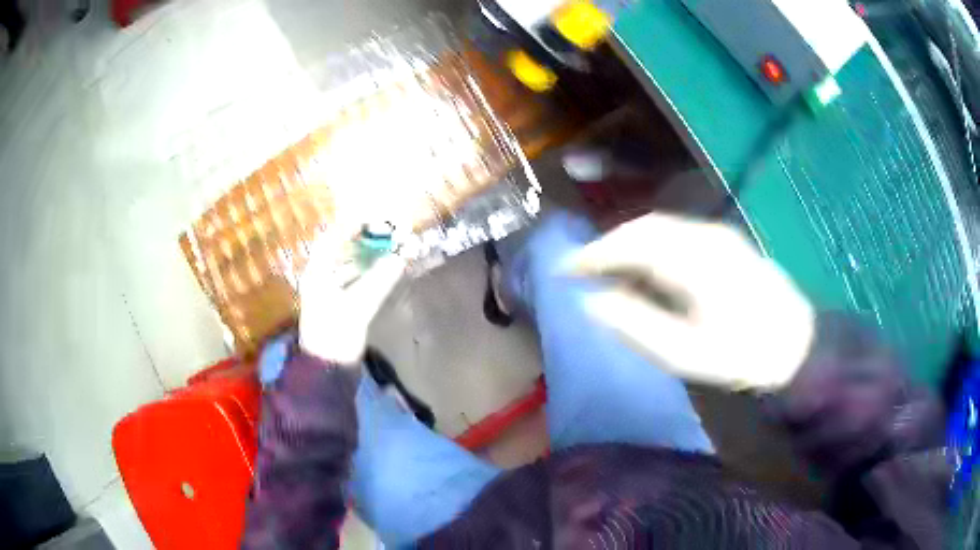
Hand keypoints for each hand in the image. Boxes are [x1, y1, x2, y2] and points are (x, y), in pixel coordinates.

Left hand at [299, 233, 405, 364]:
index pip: (332, 238)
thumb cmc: (335, 335)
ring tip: (391, 249)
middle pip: (342, 250)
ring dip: (369, 257)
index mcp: (317, 273)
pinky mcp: (338, 305)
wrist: (327, 370)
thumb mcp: (358, 306)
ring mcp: (328, 292)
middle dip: (365, 241)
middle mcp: (320, 277)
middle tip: (389, 235)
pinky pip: (354, 281)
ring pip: (349, 266)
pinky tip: (385, 272)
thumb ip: (380, 280)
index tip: (377, 220)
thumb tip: (402, 256)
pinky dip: (369, 274)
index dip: (353, 226)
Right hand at [566, 213, 814, 389]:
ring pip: (659, 226)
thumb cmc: (742, 354)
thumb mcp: (685, 354)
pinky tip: (646, 269)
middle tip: (580, 270)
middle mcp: (704, 236)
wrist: (796, 343)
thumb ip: (637, 325)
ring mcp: (717, 235)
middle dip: (607, 245)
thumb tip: (594, 302)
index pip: (631, 244)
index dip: (593, 254)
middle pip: (643, 227)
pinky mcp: (725, 241)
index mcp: (693, 262)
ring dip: (628, 243)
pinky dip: (651, 245)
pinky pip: (677, 232)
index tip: (564, 270)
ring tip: (607, 270)